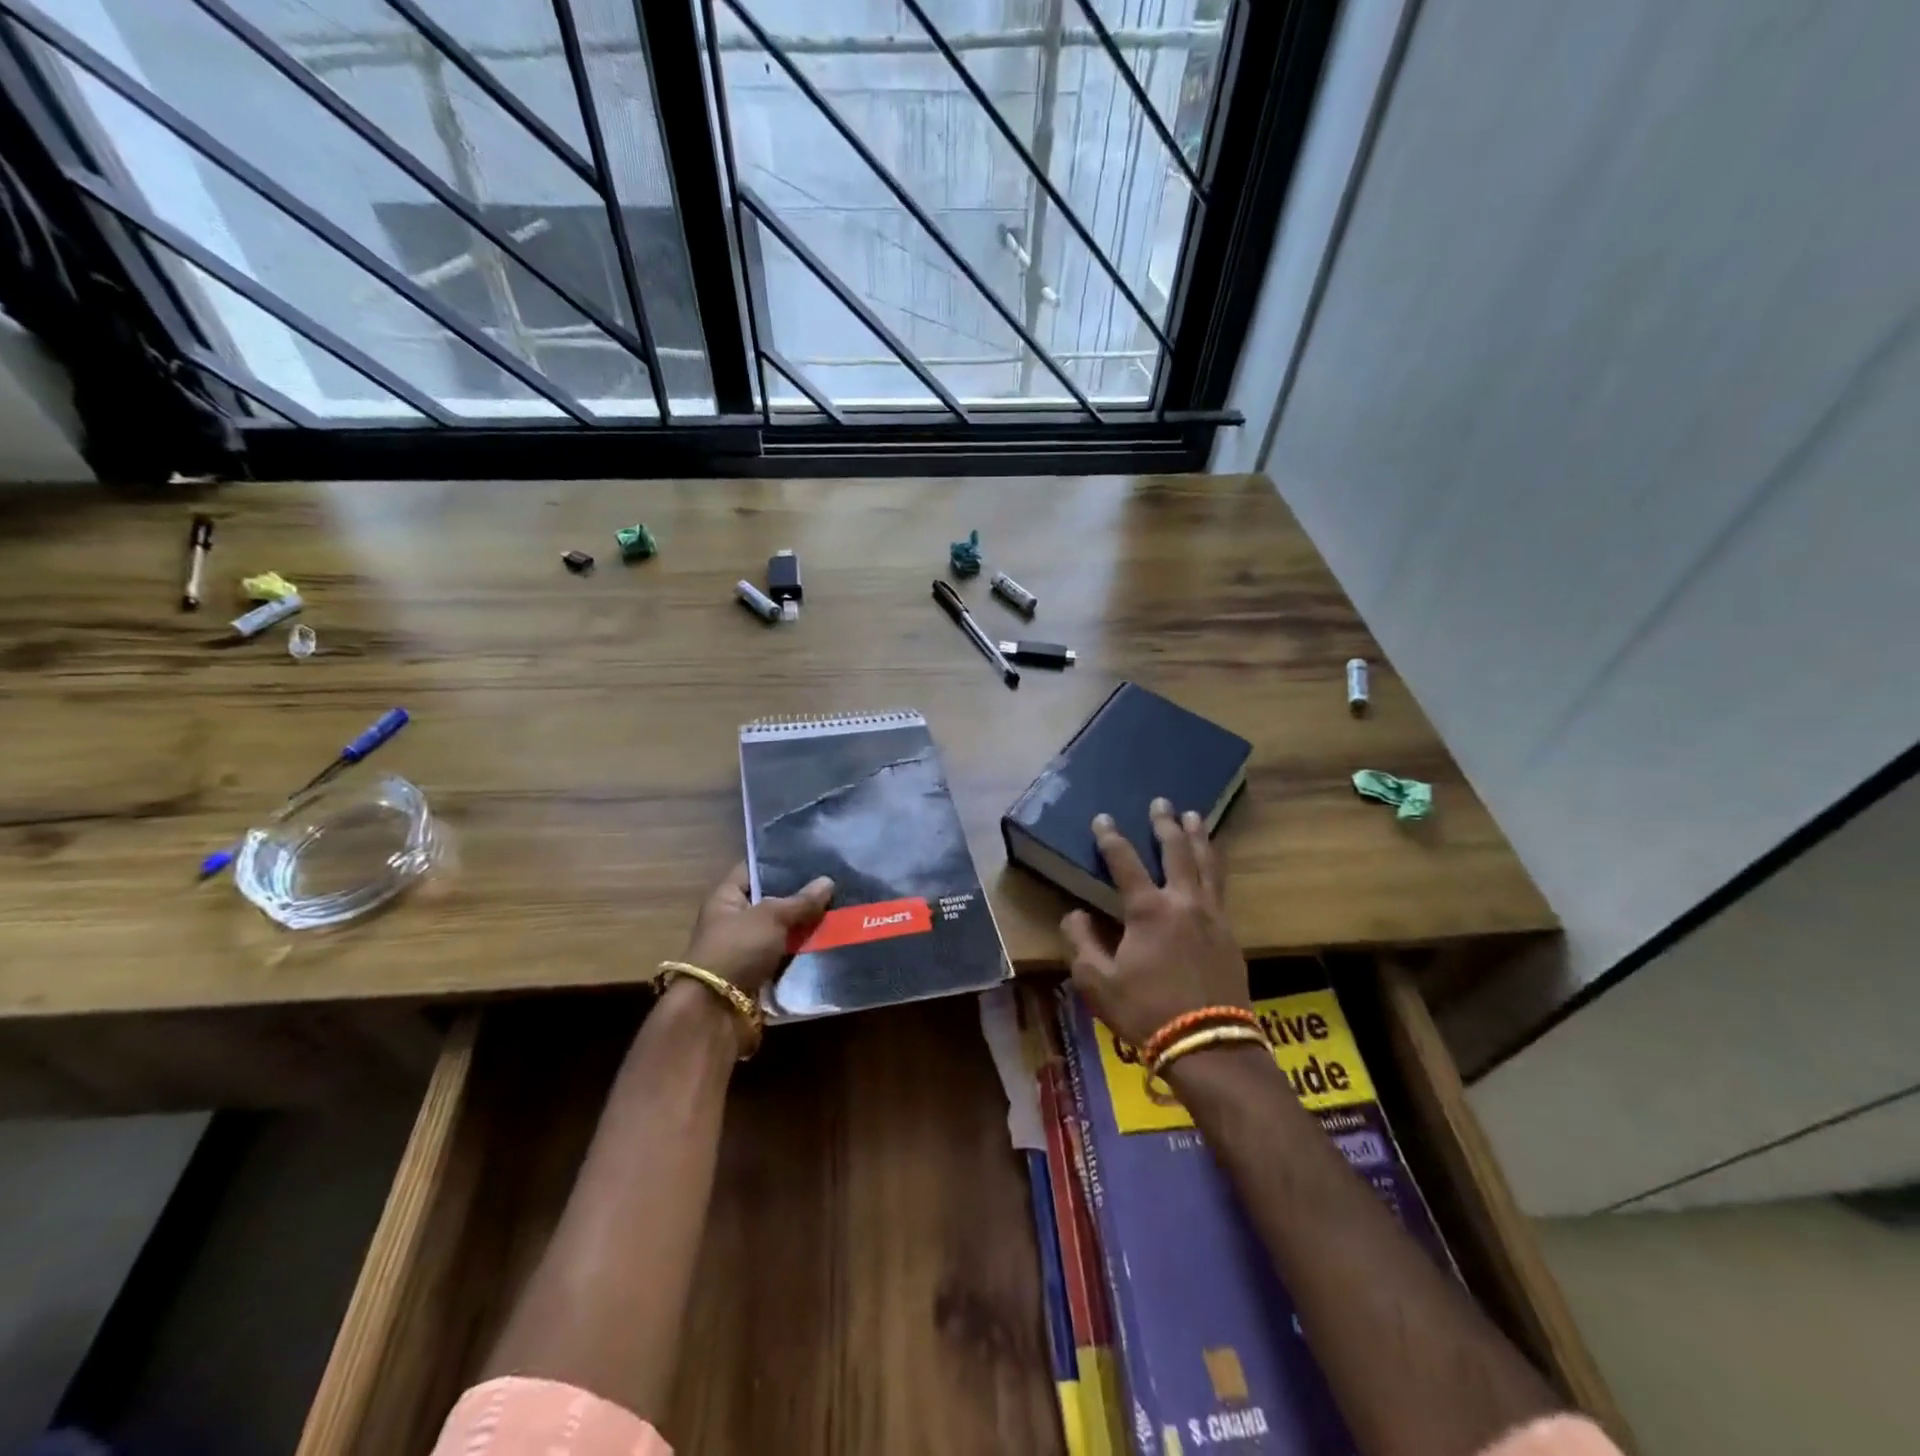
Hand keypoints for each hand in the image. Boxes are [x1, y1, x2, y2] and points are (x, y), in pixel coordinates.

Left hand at [683, 863, 834, 996]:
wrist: (717, 1012)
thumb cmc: (737, 950)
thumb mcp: (771, 917)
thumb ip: (800, 901)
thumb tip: (828, 881)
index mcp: (726, 899)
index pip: (753, 870)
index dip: (779, 862)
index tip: (812, 856)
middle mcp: (735, 922)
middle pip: (773, 902)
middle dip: (802, 897)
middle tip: (837, 884)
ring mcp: (747, 950)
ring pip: (784, 932)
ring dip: (807, 928)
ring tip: (842, 912)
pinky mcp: (760, 976)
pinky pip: (787, 958)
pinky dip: (805, 954)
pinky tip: (833, 942)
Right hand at [1060, 799, 1248, 1049]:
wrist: (1209, 1045)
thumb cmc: (1146, 1012)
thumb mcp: (1097, 982)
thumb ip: (1082, 943)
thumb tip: (1075, 915)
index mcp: (1148, 910)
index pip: (1125, 862)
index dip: (1110, 838)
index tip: (1102, 818)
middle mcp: (1183, 902)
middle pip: (1176, 851)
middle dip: (1165, 824)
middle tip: (1161, 802)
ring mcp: (1212, 916)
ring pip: (1207, 864)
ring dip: (1198, 837)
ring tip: (1194, 816)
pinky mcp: (1230, 933)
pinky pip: (1221, 887)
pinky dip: (1215, 865)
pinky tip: (1214, 863)